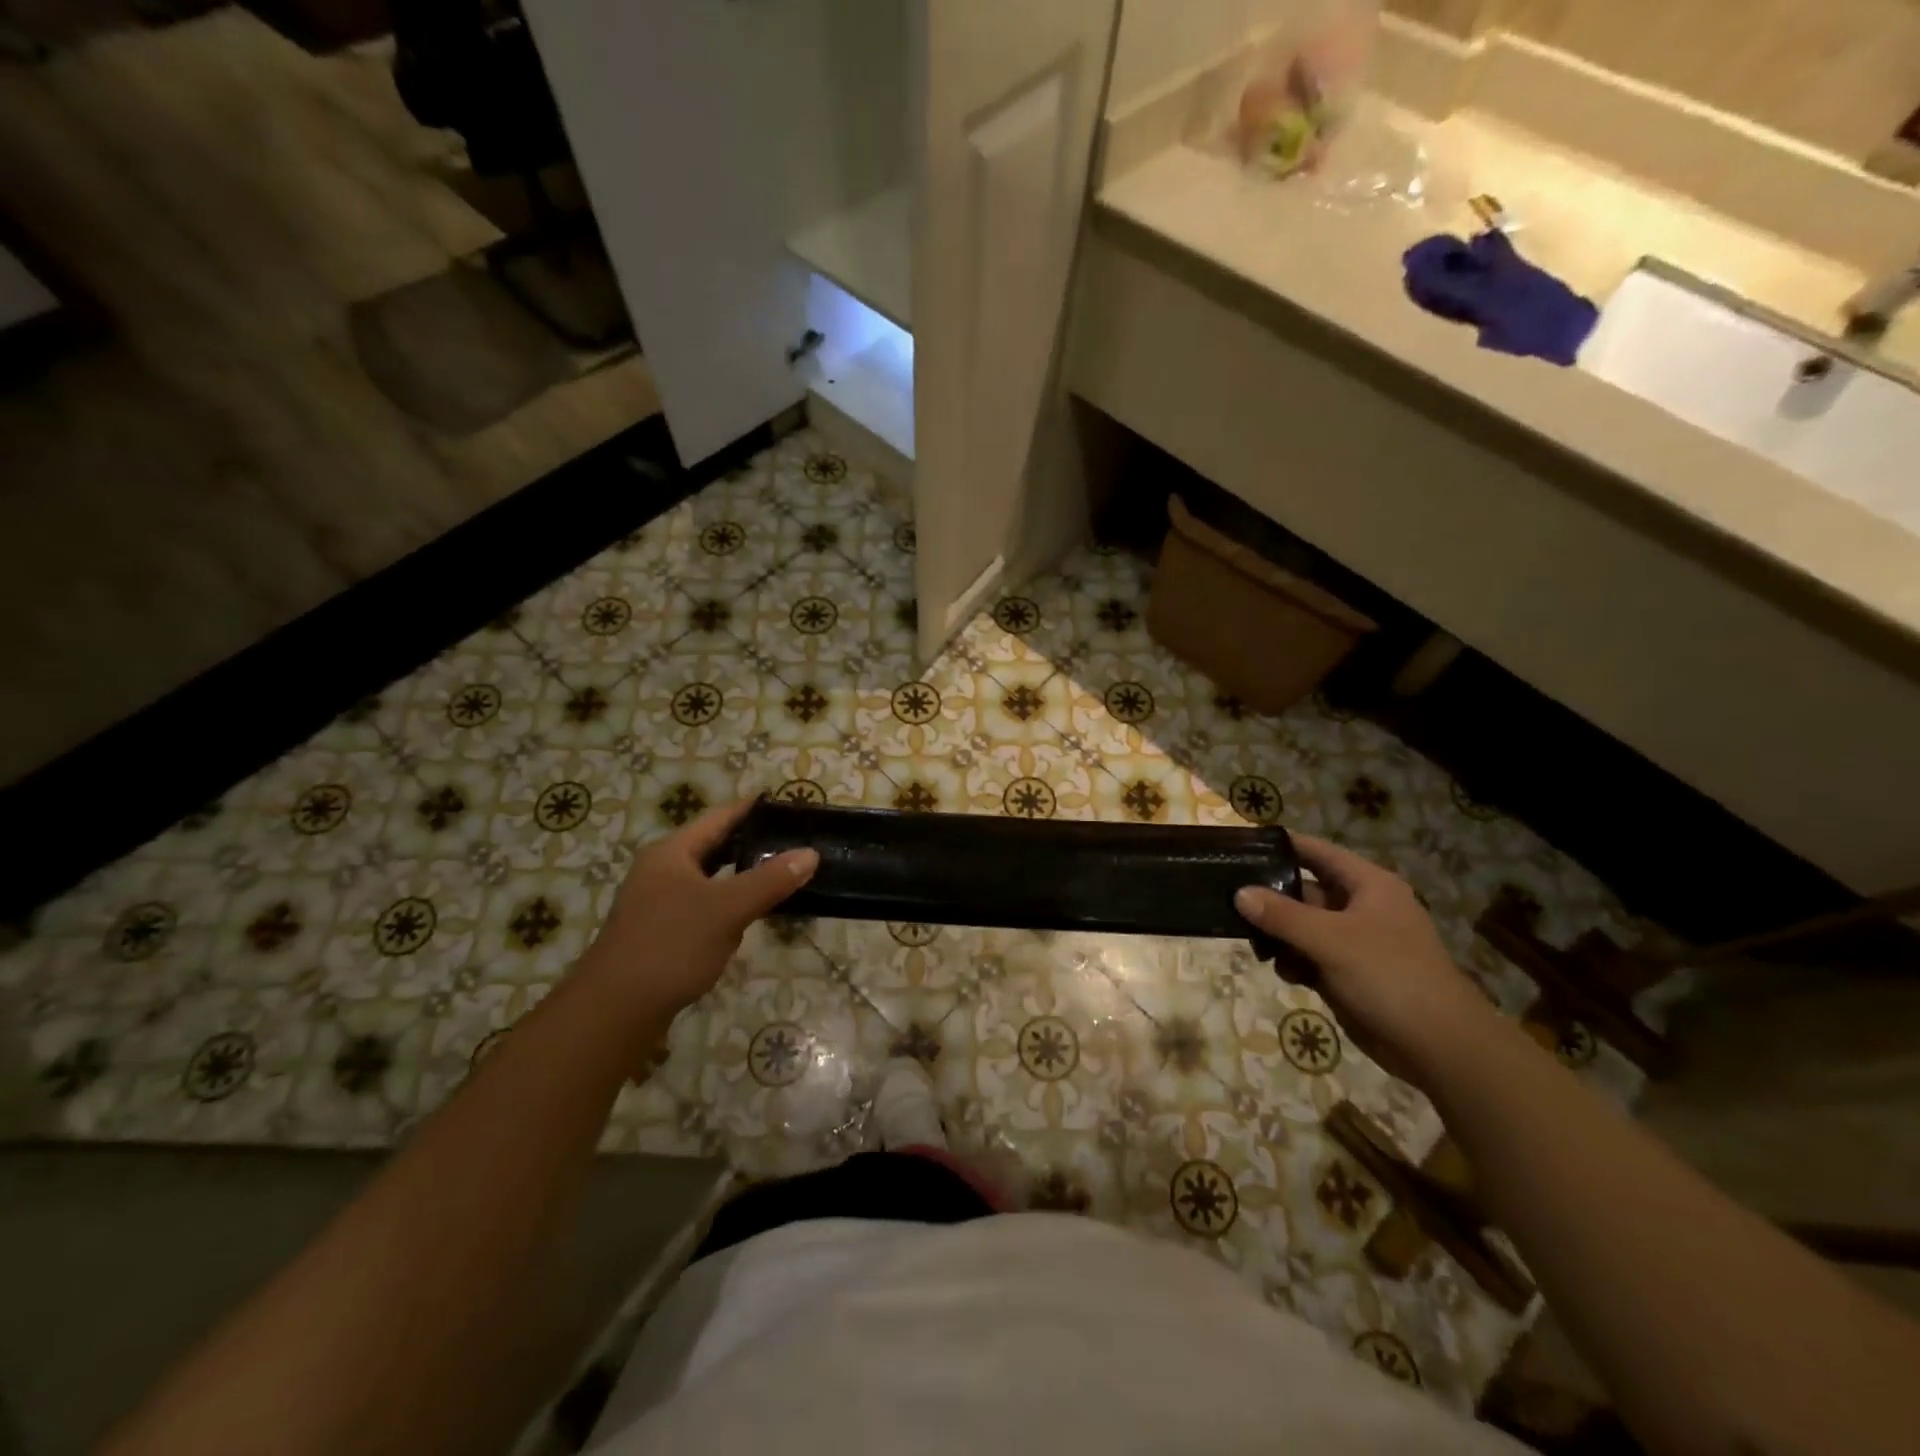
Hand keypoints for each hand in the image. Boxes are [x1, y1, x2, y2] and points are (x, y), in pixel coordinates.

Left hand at [583, 800, 818, 1016]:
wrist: (615, 1010)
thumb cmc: (671, 946)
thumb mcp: (727, 909)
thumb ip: (770, 880)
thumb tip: (810, 853)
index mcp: (672, 852)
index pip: (719, 817)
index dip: (752, 809)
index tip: (786, 805)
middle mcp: (661, 870)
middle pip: (713, 846)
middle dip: (751, 843)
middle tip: (792, 840)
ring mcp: (656, 902)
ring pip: (708, 878)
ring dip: (740, 875)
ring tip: (780, 874)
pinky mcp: (659, 932)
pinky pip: (701, 905)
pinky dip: (727, 903)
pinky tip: (748, 916)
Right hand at [1236, 834, 1494, 1083]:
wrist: (1440, 1047)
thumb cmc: (1390, 977)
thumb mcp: (1331, 940)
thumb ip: (1282, 915)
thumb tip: (1239, 893)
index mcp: (1368, 885)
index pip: (1318, 852)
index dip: (1283, 846)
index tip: (1243, 846)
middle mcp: (1361, 907)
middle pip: (1305, 890)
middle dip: (1271, 898)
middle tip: (1230, 902)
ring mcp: (1355, 942)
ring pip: (1303, 926)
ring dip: (1279, 935)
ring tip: (1257, 947)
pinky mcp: (1349, 973)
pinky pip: (1310, 955)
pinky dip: (1294, 961)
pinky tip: (1284, 973)